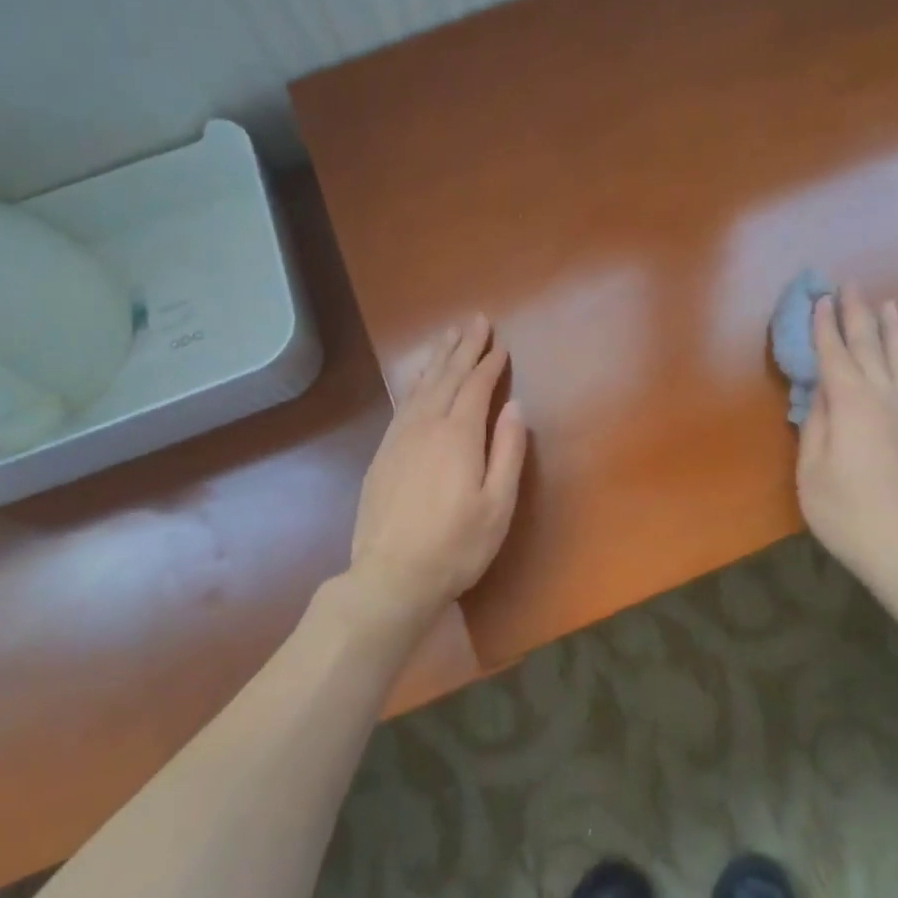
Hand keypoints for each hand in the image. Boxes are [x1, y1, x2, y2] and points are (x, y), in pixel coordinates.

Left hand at [347, 315, 526, 628]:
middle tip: (475, 320)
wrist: (391, 576)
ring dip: (437, 357)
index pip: (476, 386)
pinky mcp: (382, 453)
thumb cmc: (456, 545)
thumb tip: (515, 406)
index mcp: (458, 435)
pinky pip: (403, 403)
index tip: (500, 343)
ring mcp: (399, 438)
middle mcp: (425, 425)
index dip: (489, 363)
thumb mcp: (498, 504)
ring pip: (420, 385)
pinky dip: (415, 382)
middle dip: (463, 347)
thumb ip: (508, 451)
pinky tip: (419, 378)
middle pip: (446, 376)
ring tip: (448, 335)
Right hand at [795, 286, 897, 587]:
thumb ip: (815, 426)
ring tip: (888, 304)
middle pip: (869, 347)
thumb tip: (819, 393)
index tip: (819, 300)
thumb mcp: (812, 472)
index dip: (824, 327)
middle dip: (857, 314)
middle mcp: (886, 398)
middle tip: (851, 285)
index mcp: (851, 405)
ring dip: (892, 329)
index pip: (834, 355)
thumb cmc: (849, 514)